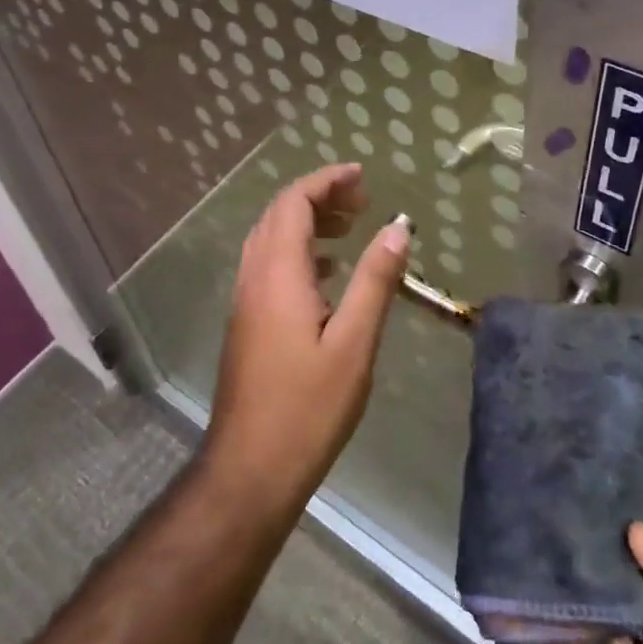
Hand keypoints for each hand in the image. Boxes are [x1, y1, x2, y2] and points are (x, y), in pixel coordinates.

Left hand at [202, 164, 409, 517]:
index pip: (294, 202)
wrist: (250, 467)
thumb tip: (397, 228)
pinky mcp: (247, 320)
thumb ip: (374, 280)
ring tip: (351, 226)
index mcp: (278, 273)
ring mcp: (245, 299)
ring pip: (272, 238)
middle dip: (319, 197)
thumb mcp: (354, 343)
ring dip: (308, 222)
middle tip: (363, 201)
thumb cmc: (308, 406)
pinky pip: (270, 264)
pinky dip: (300, 252)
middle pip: (280, 214)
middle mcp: (254, 276)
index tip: (362, 176)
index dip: (326, 181)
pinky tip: (329, 273)